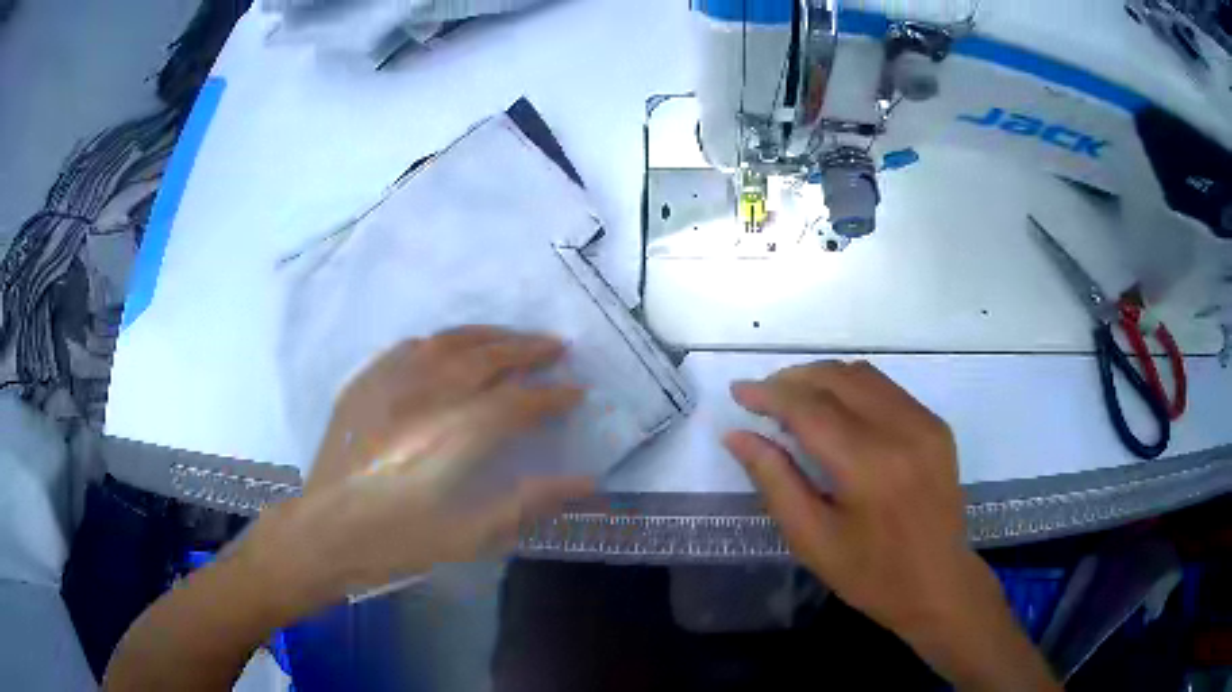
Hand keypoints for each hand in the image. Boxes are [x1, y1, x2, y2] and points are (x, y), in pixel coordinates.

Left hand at [244, 326, 594, 613]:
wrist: (324, 533)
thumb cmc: (397, 541)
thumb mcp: (468, 537)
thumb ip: (526, 503)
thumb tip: (584, 481)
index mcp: (451, 438)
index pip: (516, 402)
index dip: (552, 395)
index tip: (578, 391)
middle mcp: (423, 397)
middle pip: (486, 359)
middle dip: (528, 349)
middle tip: (557, 346)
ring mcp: (388, 384)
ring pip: (448, 342)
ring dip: (488, 335)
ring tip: (514, 338)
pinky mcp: (364, 383)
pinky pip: (408, 348)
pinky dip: (440, 342)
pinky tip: (449, 348)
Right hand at [724, 361, 1057, 690]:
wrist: (938, 584)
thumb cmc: (869, 574)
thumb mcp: (811, 539)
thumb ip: (775, 480)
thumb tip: (737, 436)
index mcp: (869, 466)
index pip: (810, 408)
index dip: (769, 394)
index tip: (738, 392)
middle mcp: (902, 430)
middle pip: (837, 378)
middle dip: (793, 379)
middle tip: (762, 397)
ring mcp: (925, 423)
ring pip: (863, 375)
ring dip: (822, 378)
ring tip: (793, 400)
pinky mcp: (936, 425)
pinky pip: (886, 389)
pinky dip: (852, 388)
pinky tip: (836, 412)